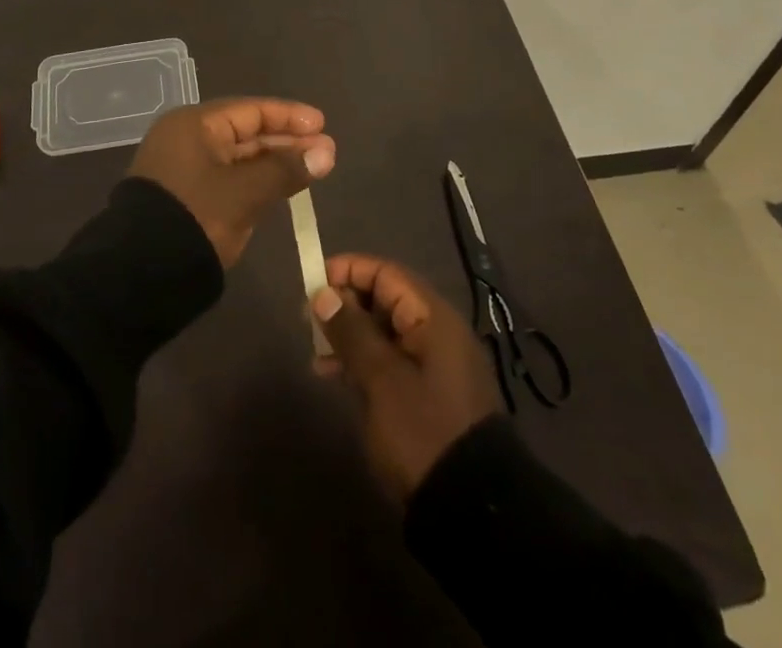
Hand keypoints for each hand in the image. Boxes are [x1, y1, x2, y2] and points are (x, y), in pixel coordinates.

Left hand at [130, 98, 334, 267]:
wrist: (140, 274)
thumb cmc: (195, 218)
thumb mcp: (244, 192)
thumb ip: (285, 169)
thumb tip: (326, 153)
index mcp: (194, 125)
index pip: (250, 110)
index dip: (289, 117)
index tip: (323, 125)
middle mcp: (186, 139)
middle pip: (245, 132)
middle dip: (286, 142)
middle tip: (326, 152)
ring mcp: (184, 169)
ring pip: (239, 157)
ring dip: (274, 162)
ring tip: (313, 168)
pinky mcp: (186, 196)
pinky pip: (229, 178)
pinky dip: (256, 181)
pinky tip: (282, 187)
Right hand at [312, 254, 500, 497]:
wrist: (472, 511)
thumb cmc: (424, 431)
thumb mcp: (382, 380)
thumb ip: (351, 332)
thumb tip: (323, 293)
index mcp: (432, 317)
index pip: (386, 274)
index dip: (348, 270)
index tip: (312, 283)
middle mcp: (435, 332)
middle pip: (384, 299)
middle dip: (345, 304)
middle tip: (309, 320)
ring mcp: (433, 364)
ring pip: (383, 331)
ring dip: (349, 335)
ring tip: (316, 353)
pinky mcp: (427, 394)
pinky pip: (389, 360)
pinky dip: (361, 361)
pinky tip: (333, 376)